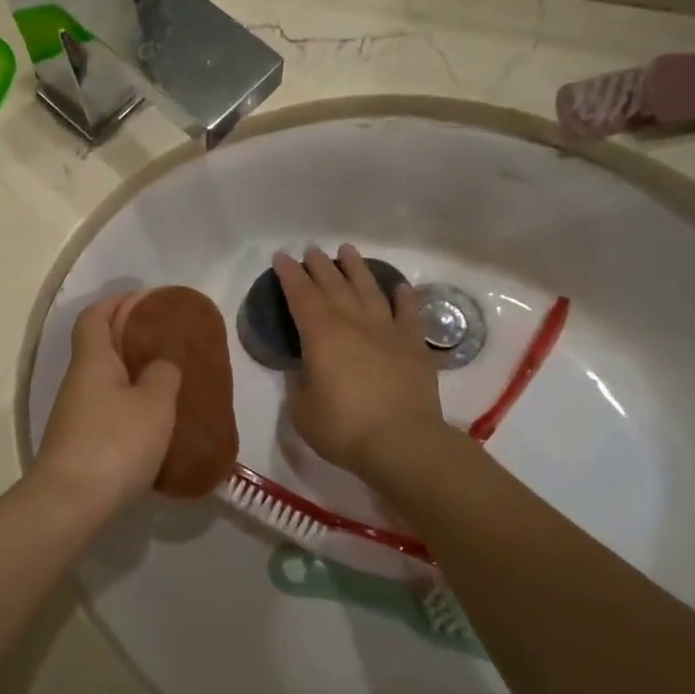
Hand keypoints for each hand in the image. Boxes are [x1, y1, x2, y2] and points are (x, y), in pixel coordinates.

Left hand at [32, 293, 181, 507]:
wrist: (70, 503)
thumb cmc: (115, 442)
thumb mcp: (155, 404)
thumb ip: (164, 375)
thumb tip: (161, 365)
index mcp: (93, 360)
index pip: (96, 315)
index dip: (118, 302)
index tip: (147, 301)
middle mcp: (78, 381)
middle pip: (100, 346)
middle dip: (131, 339)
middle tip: (168, 343)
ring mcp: (75, 414)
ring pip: (105, 381)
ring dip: (132, 375)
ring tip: (168, 382)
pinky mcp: (79, 442)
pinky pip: (107, 409)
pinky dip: (129, 406)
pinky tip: (154, 423)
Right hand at [273, 245, 444, 477]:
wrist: (403, 443)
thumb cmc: (344, 428)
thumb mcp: (303, 410)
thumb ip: (300, 384)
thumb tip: (304, 369)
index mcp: (321, 335)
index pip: (300, 295)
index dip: (289, 274)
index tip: (281, 257)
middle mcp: (353, 323)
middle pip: (333, 285)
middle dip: (319, 265)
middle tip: (310, 250)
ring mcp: (387, 331)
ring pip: (369, 290)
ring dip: (356, 268)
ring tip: (347, 250)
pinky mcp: (413, 346)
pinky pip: (408, 313)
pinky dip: (403, 297)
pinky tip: (399, 287)